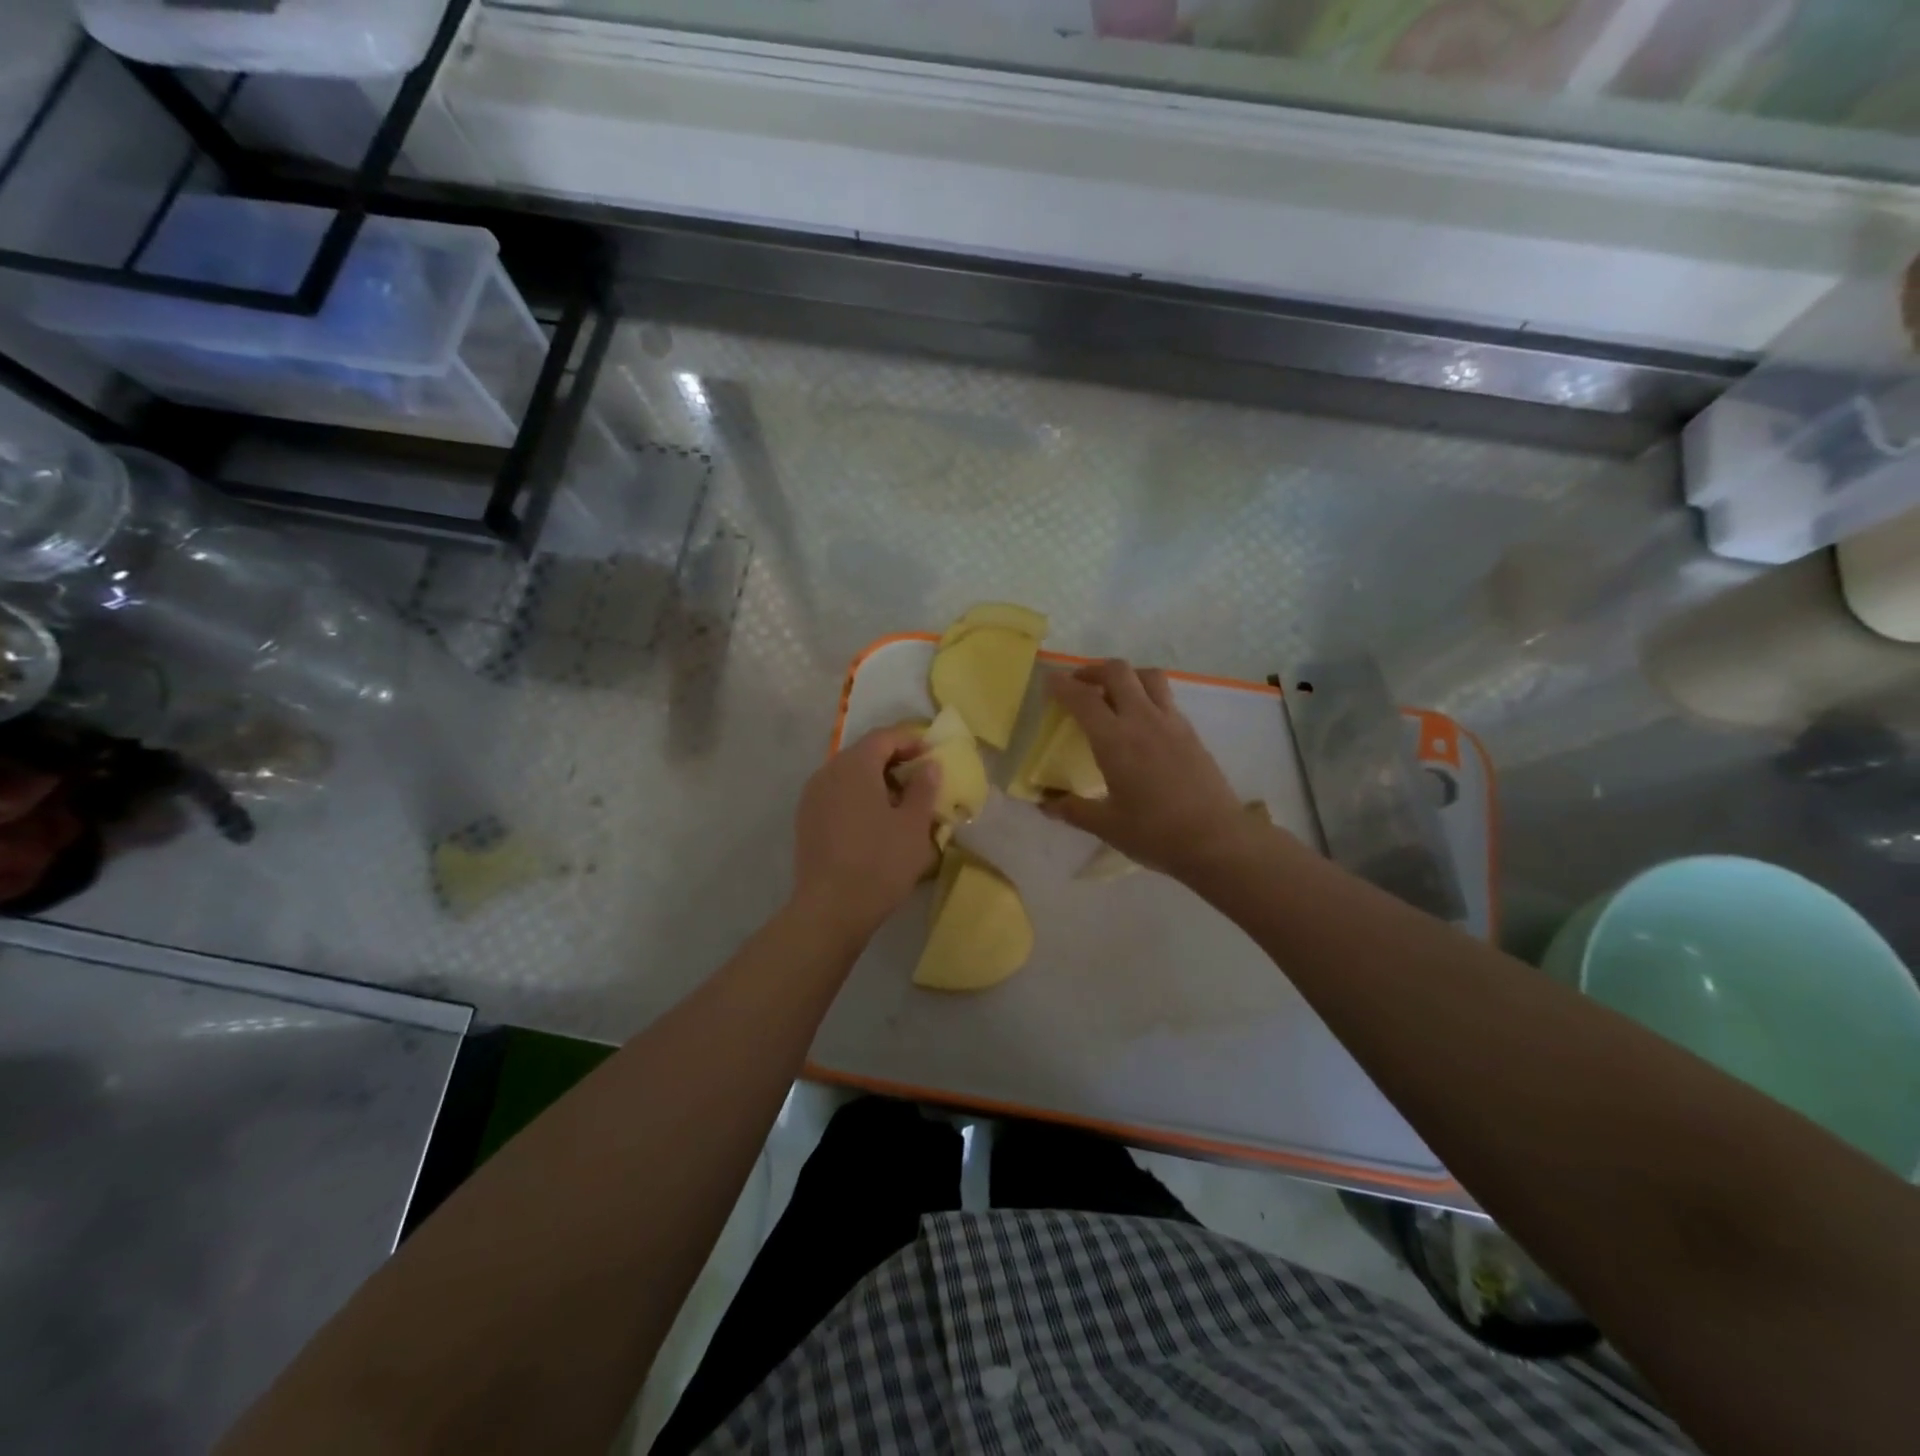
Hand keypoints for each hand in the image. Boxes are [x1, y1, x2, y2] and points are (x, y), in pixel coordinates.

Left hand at [791, 726, 940, 941]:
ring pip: (848, 776)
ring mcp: (812, 797)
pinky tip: (875, 823)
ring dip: (875, 781)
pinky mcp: (806, 821)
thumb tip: (929, 765)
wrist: (830, 909)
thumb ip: (924, 788)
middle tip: (921, 780)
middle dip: (894, 761)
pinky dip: (858, 798)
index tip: (933, 755)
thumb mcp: (914, 825)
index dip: (911, 741)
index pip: (884, 737)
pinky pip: (837, 796)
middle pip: (864, 753)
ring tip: (901, 804)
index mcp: (854, 765)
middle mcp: (828, 772)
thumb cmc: (880, 862)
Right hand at [1043, 660, 1266, 881]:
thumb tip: (1044, 803)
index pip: (1083, 699)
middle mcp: (1143, 720)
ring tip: (1113, 693)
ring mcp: (1171, 722)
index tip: (1049, 681)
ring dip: (1125, 676)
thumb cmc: (1155, 834)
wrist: (1216, 841)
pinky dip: (1146, 694)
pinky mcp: (1191, 732)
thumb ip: (1072, 810)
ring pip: (1147, 676)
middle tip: (1079, 685)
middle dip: (1093, 670)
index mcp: (1115, 740)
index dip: (1062, 685)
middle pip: (1118, 672)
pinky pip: (1165, 697)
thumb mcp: (1106, 826)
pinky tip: (1141, 720)